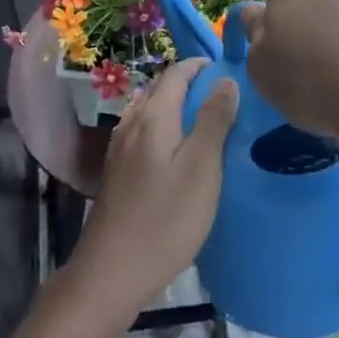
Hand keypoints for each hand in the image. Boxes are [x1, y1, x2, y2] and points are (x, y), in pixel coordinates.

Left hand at [69, 59, 238, 317]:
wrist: (112, 272)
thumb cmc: (165, 219)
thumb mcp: (201, 168)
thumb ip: (214, 121)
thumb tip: (226, 80)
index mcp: (153, 117)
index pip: (175, 74)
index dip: (199, 65)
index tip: (225, 67)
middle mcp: (132, 124)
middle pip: (159, 89)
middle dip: (187, 82)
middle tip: (221, 92)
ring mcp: (119, 150)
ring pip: (148, 111)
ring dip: (173, 104)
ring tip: (202, 117)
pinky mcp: (117, 173)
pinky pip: (142, 133)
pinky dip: (162, 126)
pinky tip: (175, 149)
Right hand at [239, 0, 338, 143]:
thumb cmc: (308, 77)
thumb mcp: (260, 69)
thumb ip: (254, 41)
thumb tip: (259, 22)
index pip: (265, 9)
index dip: (265, 37)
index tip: (273, 65)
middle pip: (300, 11)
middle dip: (298, 36)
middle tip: (299, 76)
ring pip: (329, 24)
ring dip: (326, 46)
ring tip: (331, 85)